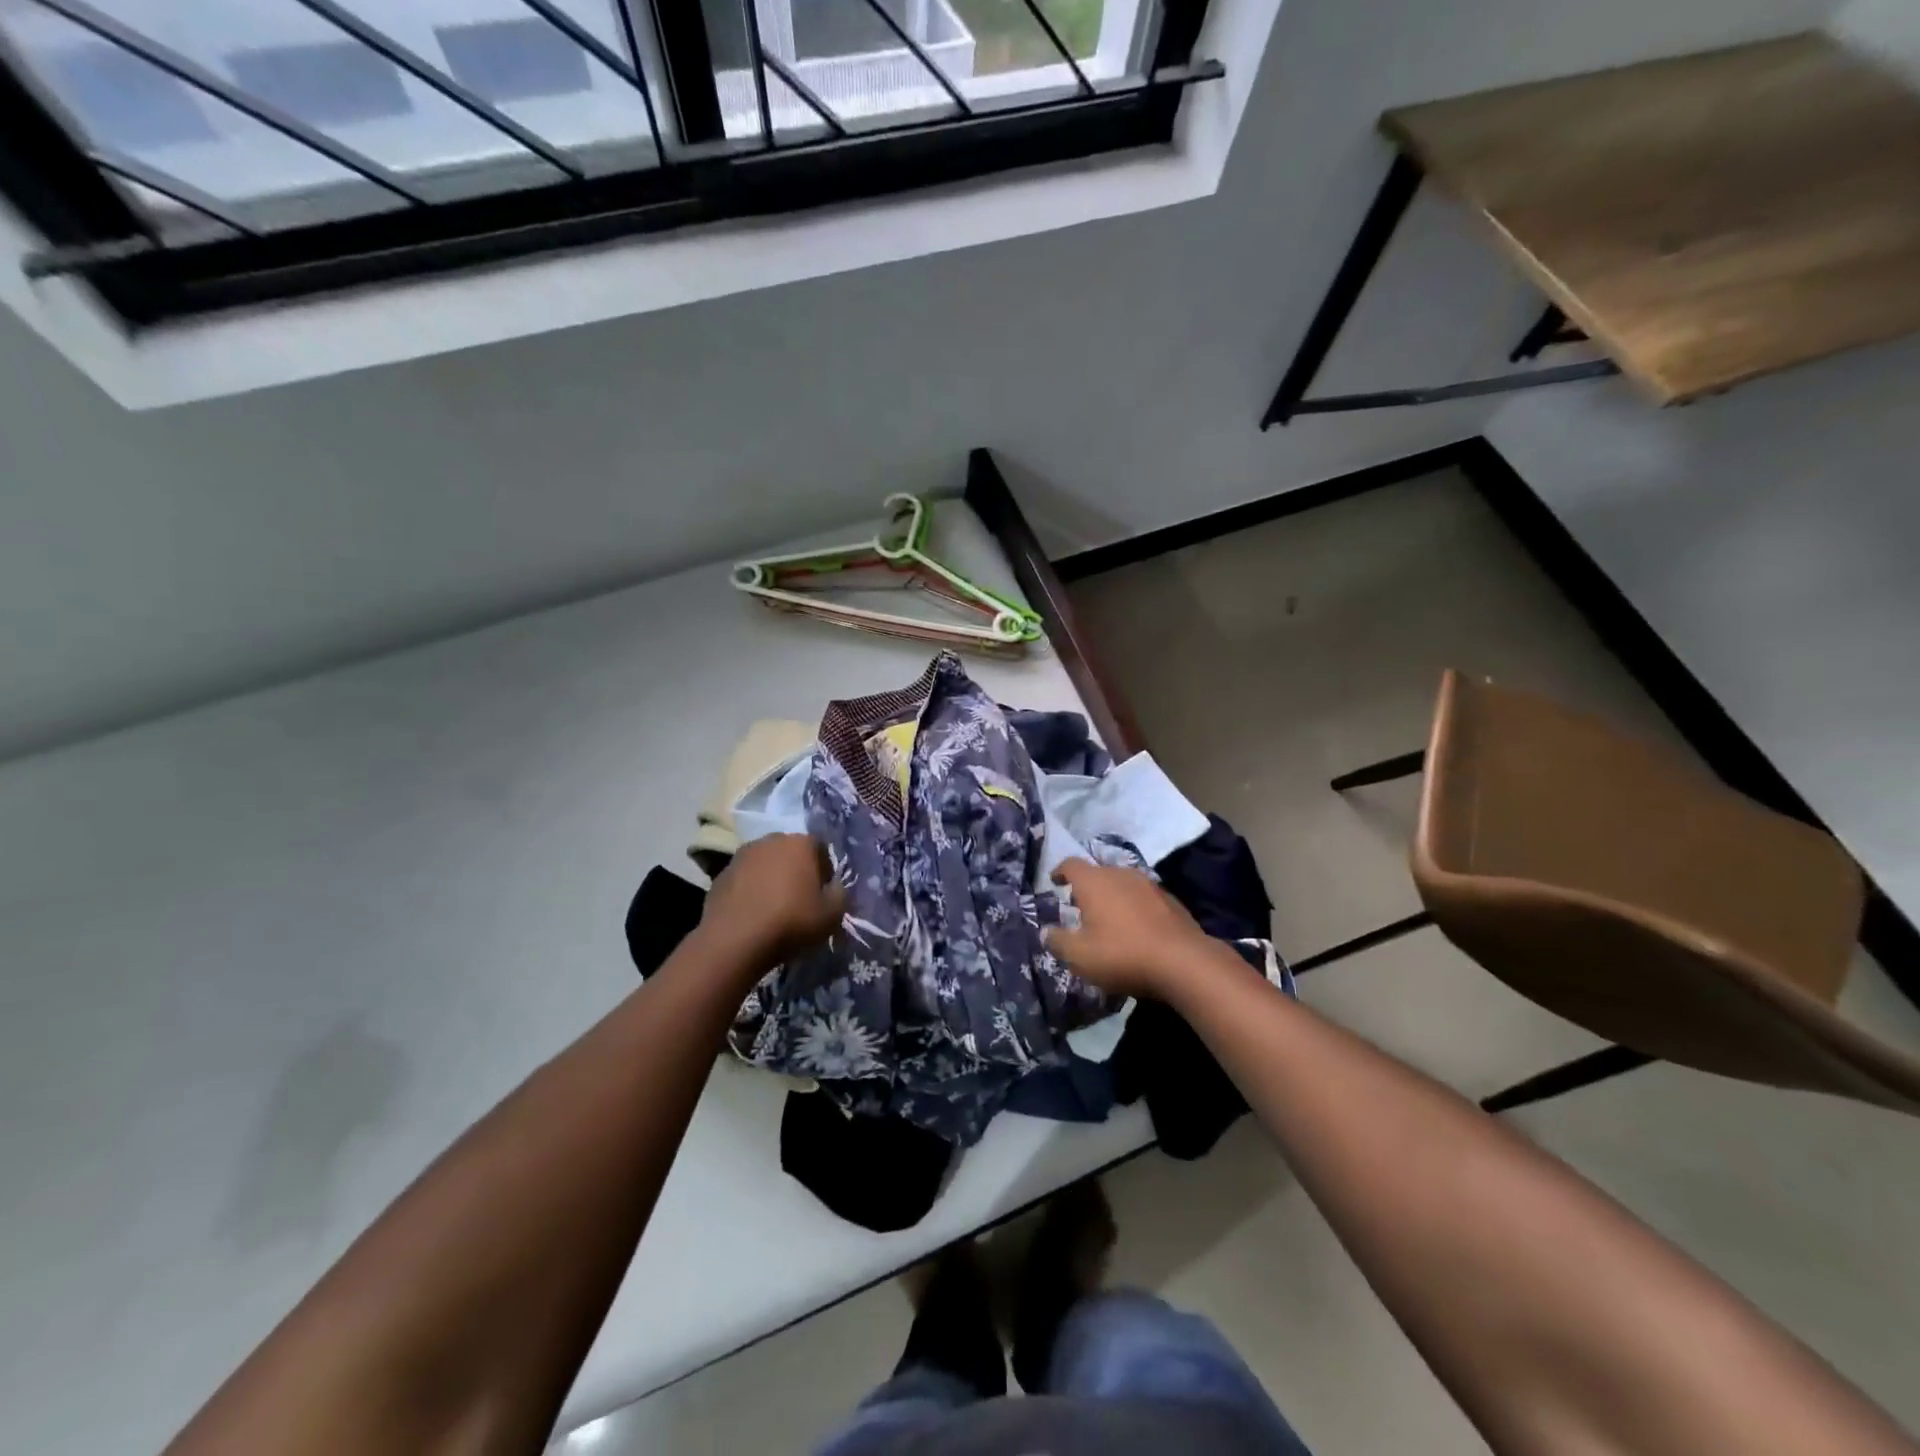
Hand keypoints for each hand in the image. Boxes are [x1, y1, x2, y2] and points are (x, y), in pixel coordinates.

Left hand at [699, 834, 845, 966]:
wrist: (734, 940)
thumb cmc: (791, 921)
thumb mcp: (832, 914)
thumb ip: (840, 894)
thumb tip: (834, 887)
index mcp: (800, 843)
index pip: (821, 848)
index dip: (825, 871)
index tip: (823, 894)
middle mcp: (770, 840)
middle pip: (791, 852)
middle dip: (797, 871)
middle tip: (800, 900)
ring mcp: (742, 855)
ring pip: (765, 864)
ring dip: (772, 879)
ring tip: (774, 908)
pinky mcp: (720, 874)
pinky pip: (744, 879)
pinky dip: (751, 890)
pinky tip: (753, 914)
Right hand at [1042, 858, 1214, 998]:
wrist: (1183, 962)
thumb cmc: (1122, 954)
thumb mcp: (1079, 956)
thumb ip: (1058, 941)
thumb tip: (1046, 932)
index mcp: (1094, 881)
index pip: (1071, 864)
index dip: (1060, 871)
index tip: (1055, 881)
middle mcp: (1121, 874)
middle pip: (1098, 873)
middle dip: (1087, 887)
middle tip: (1080, 907)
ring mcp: (1149, 884)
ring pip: (1123, 883)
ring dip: (1113, 896)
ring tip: (1109, 918)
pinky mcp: (1171, 900)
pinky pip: (1144, 897)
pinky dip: (1135, 907)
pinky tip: (1137, 928)